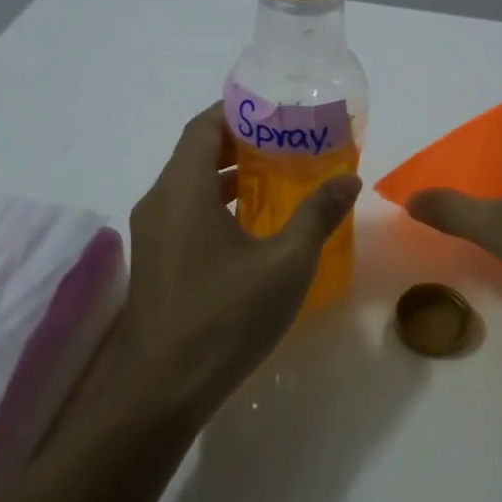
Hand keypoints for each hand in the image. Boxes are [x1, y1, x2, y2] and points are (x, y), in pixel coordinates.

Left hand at [115, 103, 360, 412]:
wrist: (163, 390)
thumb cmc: (226, 317)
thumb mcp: (285, 263)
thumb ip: (317, 215)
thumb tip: (348, 178)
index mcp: (181, 191)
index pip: (204, 127)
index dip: (239, 111)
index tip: (278, 111)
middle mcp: (159, 203)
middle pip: (196, 154)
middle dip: (242, 143)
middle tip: (290, 143)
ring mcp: (153, 236)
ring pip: (191, 187)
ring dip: (230, 178)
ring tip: (280, 180)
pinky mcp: (157, 263)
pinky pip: (187, 215)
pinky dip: (219, 207)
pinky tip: (256, 228)